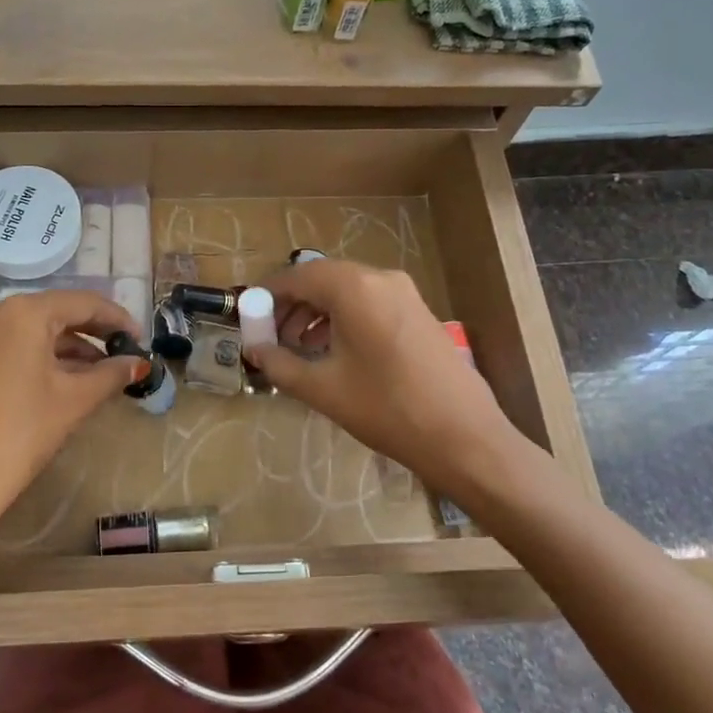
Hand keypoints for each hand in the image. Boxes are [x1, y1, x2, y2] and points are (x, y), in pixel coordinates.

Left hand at [0, 291, 141, 560]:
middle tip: (125, 354)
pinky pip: (13, 346)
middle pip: (57, 312)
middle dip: (94, 333)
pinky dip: (42, 357)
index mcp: (25, 312)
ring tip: (101, 373)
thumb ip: (110, 374)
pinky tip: (65, 381)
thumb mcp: (73, 401)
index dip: (118, 319)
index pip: (83, 302)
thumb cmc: (20, 433)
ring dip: (69, 348)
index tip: (141, 340)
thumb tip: (138, 363)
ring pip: (34, 331)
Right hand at [245, 260, 522, 497]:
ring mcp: (405, 293)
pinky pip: (369, 303)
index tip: (250, 319)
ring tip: (300, 349)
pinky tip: (335, 352)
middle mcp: (380, 278)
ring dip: (317, 313)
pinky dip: (344, 318)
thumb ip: (280, 364)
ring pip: (347, 291)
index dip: (269, 295)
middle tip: (272, 337)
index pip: (297, 276)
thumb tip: (254, 351)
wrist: (463, 436)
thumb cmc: (386, 408)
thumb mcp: (322, 388)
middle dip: (292, 305)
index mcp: (354, 288)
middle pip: (323, 279)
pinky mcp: (419, 312)